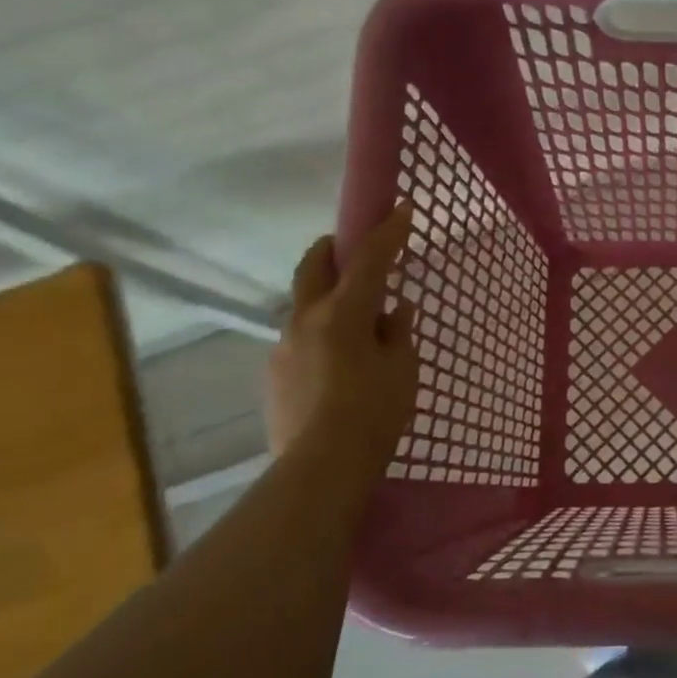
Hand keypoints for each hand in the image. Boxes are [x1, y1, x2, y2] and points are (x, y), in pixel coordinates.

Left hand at [266, 203, 418, 474]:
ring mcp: (283, 347)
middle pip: (313, 267)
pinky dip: (320, 334)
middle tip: (348, 247)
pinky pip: (300, 340)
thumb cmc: (374, 413)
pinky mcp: (274, 375)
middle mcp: (305, 320)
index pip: (369, 260)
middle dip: (332, 249)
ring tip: (355, 323)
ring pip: (304, 306)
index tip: (402, 209)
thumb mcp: (401, 370)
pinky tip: (337, 364)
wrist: (320, 468)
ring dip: (326, 298)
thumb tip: (394, 311)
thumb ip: (397, 333)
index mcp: (343, 313)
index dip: (388, 233)